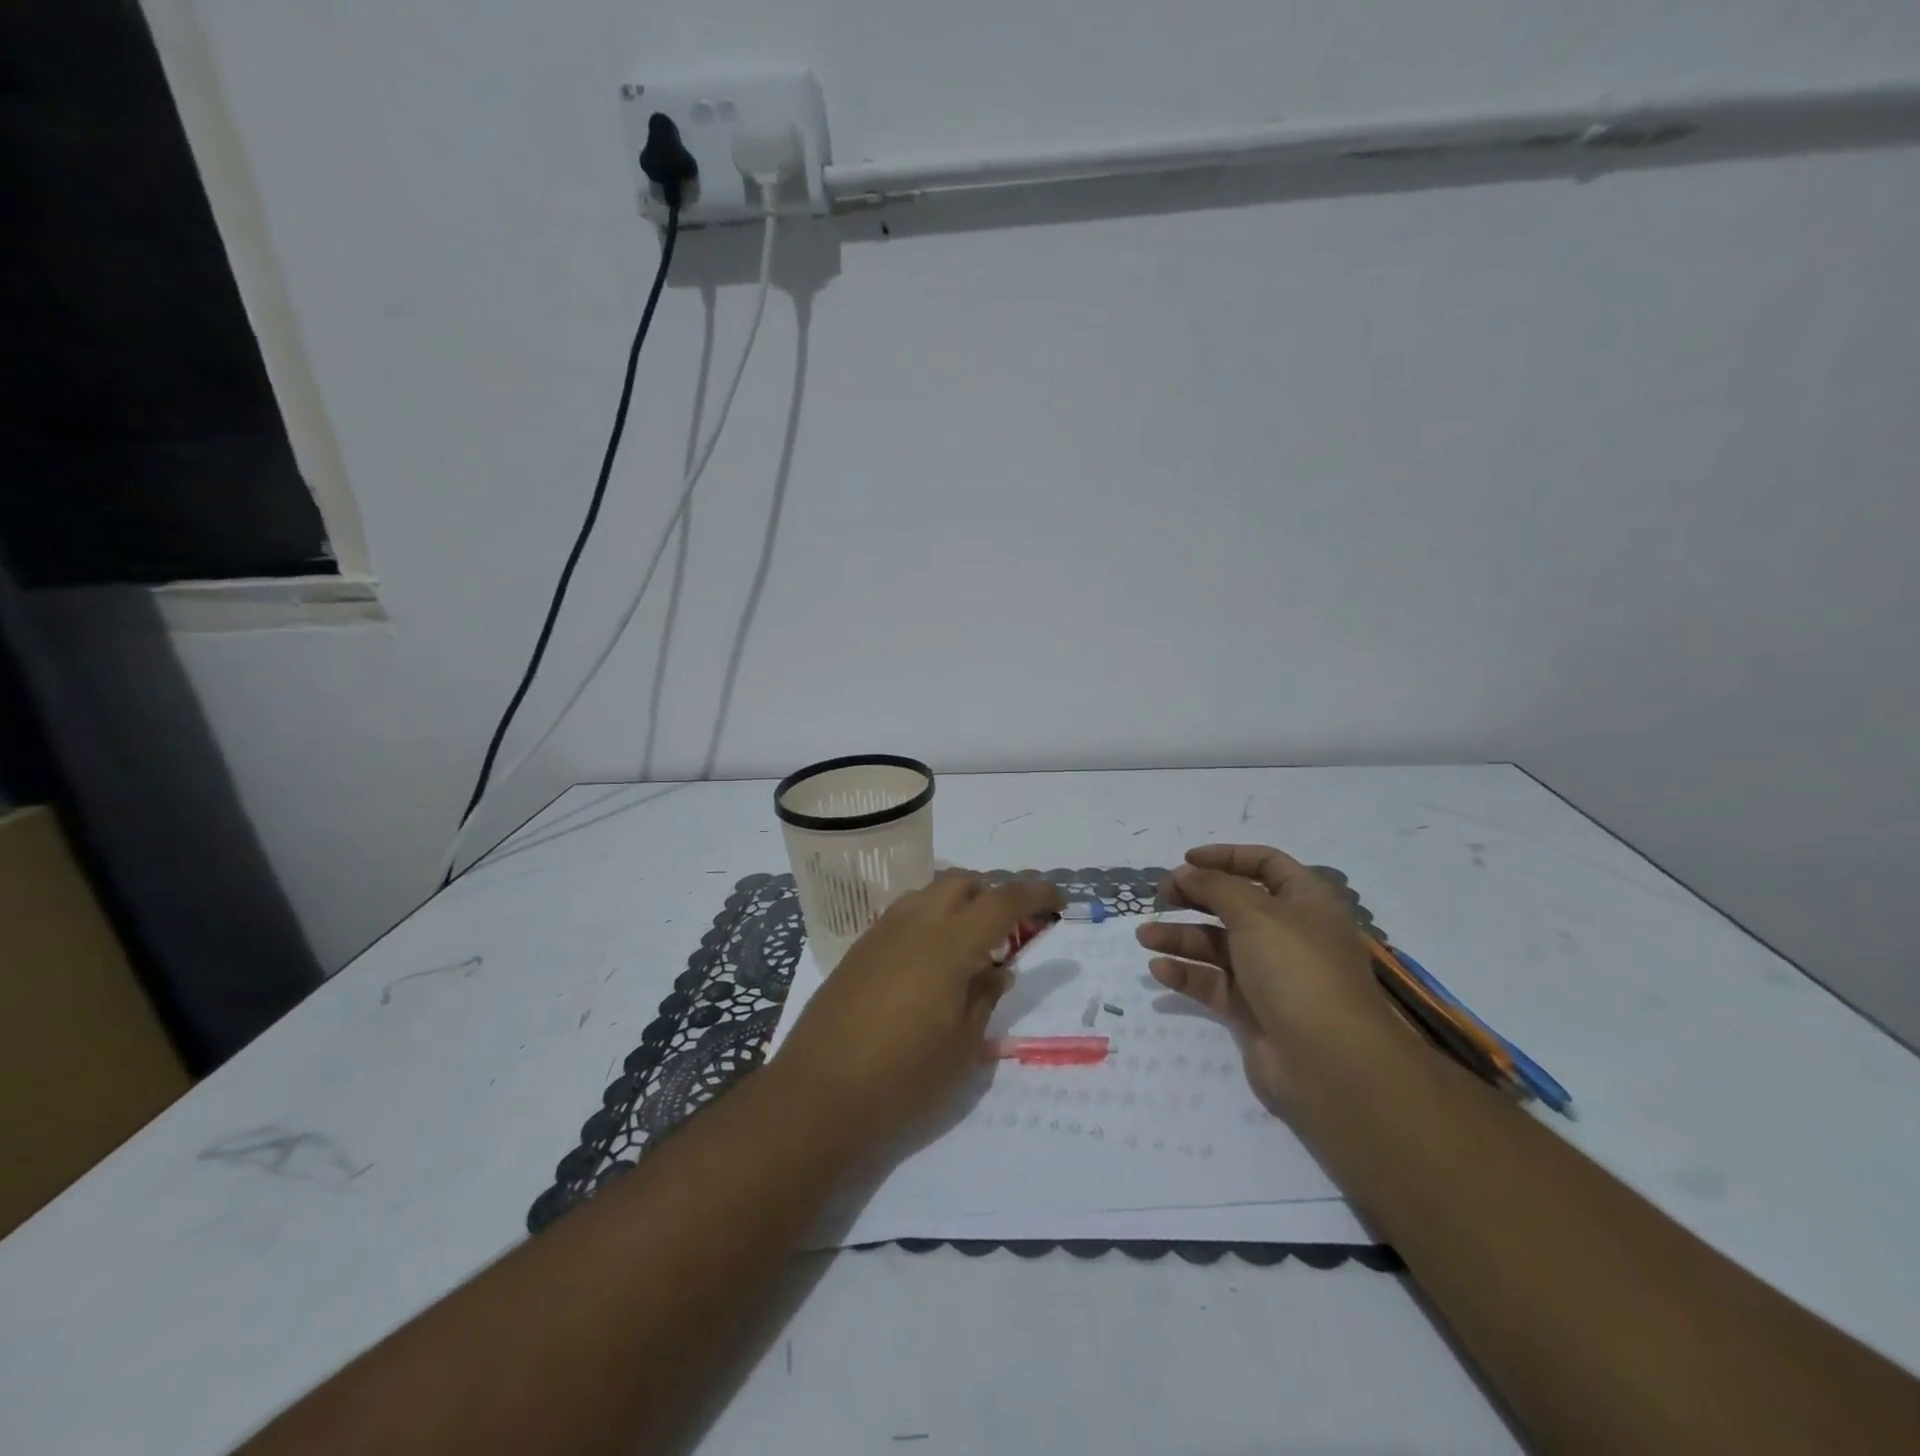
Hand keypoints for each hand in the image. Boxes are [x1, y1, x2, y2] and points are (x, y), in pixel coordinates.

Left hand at [772, 871, 1062, 1148]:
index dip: (1035, 895)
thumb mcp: (962, 1047)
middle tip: (1009, 931)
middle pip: (963, 881)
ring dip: (959, 903)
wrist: (817, 1093)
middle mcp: (915, 923)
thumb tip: (998, 970)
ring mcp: (882, 932)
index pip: (1002, 901)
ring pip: (930, 892)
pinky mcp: (859, 948)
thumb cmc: (902, 1077)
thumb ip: (985, 997)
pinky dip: (930, 919)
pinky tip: (930, 961)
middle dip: (993, 894)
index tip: (1058, 903)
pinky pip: (905, 913)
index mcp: (948, 945)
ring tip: (970, 946)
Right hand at [1137, 844, 1406, 1116]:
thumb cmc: (1296, 969)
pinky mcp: (1252, 1010)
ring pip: (1219, 945)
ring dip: (1181, 937)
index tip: (1186, 860)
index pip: (1266, 864)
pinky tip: (1158, 970)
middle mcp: (1290, 934)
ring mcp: (1271, 975)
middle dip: (1196, 897)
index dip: (1227, 857)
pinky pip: (1213, 983)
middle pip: (1236, 904)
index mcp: (1306, 903)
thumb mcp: (1255, 913)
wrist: (1328, 1062)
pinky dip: (1187, 974)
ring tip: (1144, 937)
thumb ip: (1214, 886)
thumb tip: (1185, 872)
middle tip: (1160, 896)